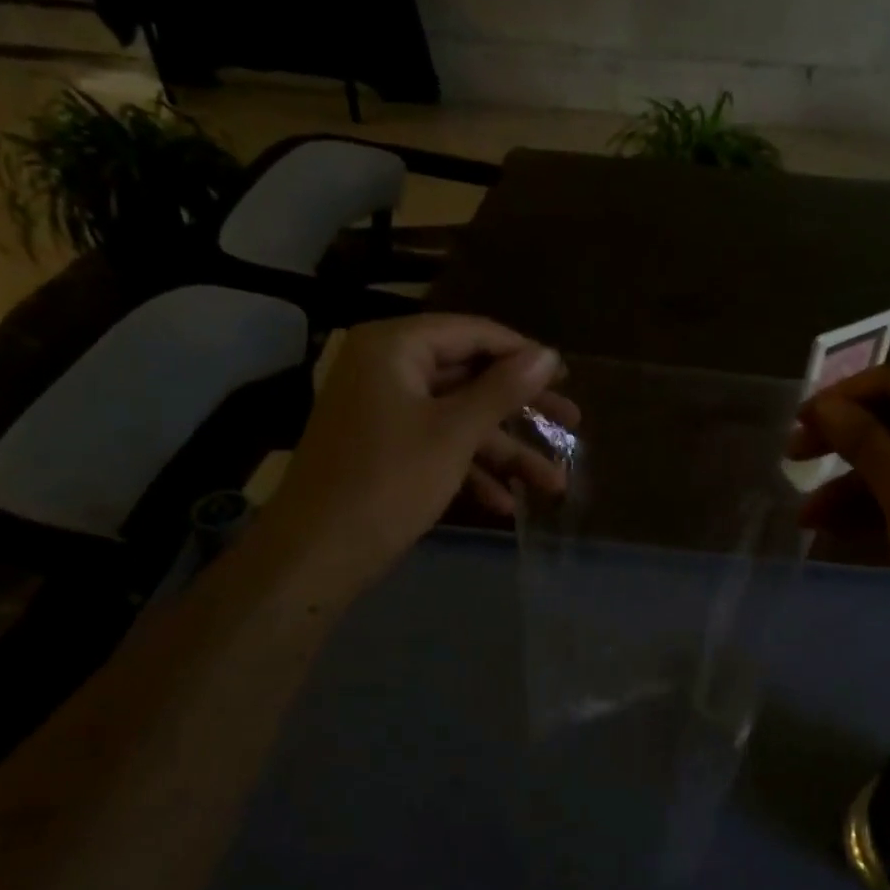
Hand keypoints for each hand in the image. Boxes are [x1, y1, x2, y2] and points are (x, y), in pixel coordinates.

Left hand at [269, 315, 577, 581]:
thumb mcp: (455, 433)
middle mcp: (387, 369)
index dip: (523, 355)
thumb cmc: (388, 482)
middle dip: (522, 412)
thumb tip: (549, 354)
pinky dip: (470, 470)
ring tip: (553, 483)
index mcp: (395, 348)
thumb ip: (504, 389)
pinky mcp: (385, 448)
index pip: (473, 334)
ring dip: (505, 453)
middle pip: (470, 378)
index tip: (567, 379)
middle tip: (572, 425)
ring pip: (459, 419)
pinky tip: (506, 504)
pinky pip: (437, 445)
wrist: (316, 555)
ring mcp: (384, 411)